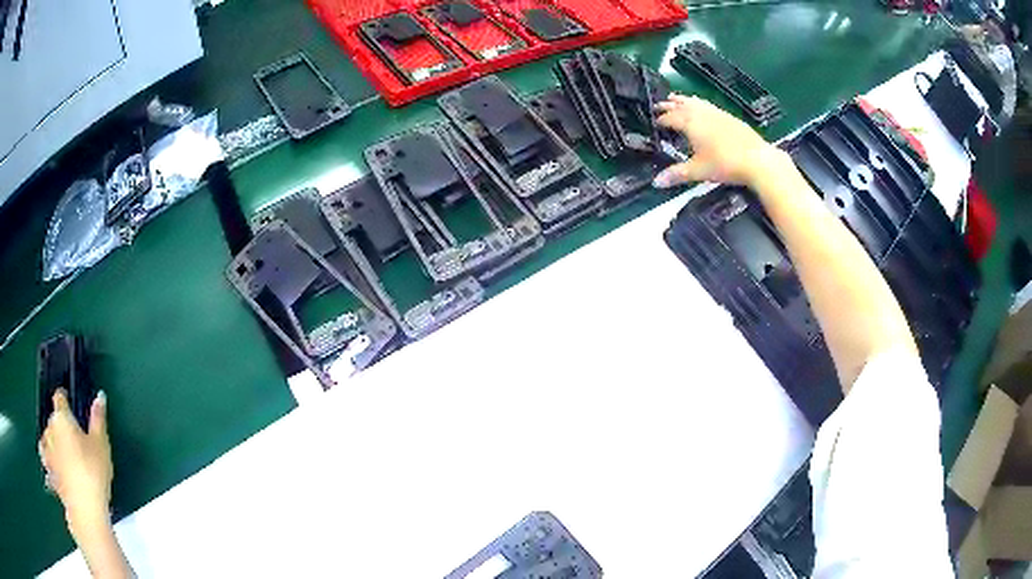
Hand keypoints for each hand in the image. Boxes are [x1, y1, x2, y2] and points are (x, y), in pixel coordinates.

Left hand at [39, 389, 112, 538]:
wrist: (84, 511)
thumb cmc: (93, 474)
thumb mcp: (101, 446)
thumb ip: (98, 420)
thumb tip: (99, 397)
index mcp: (61, 417)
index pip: (60, 398)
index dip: (66, 400)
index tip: (72, 407)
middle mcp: (49, 428)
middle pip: (54, 420)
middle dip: (62, 428)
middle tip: (76, 443)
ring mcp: (46, 450)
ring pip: (48, 439)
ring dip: (54, 444)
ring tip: (66, 457)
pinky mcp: (48, 471)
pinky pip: (47, 460)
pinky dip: (51, 461)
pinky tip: (57, 470)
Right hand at [652, 95, 786, 188]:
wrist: (757, 160)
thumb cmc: (725, 164)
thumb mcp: (698, 171)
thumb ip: (677, 174)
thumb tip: (657, 182)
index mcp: (690, 124)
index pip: (670, 118)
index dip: (660, 120)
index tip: (654, 122)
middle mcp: (701, 114)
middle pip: (681, 105)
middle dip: (668, 105)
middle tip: (658, 105)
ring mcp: (716, 113)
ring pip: (695, 102)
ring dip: (683, 100)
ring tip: (675, 98)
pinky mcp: (729, 116)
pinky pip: (708, 105)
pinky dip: (699, 103)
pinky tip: (702, 105)